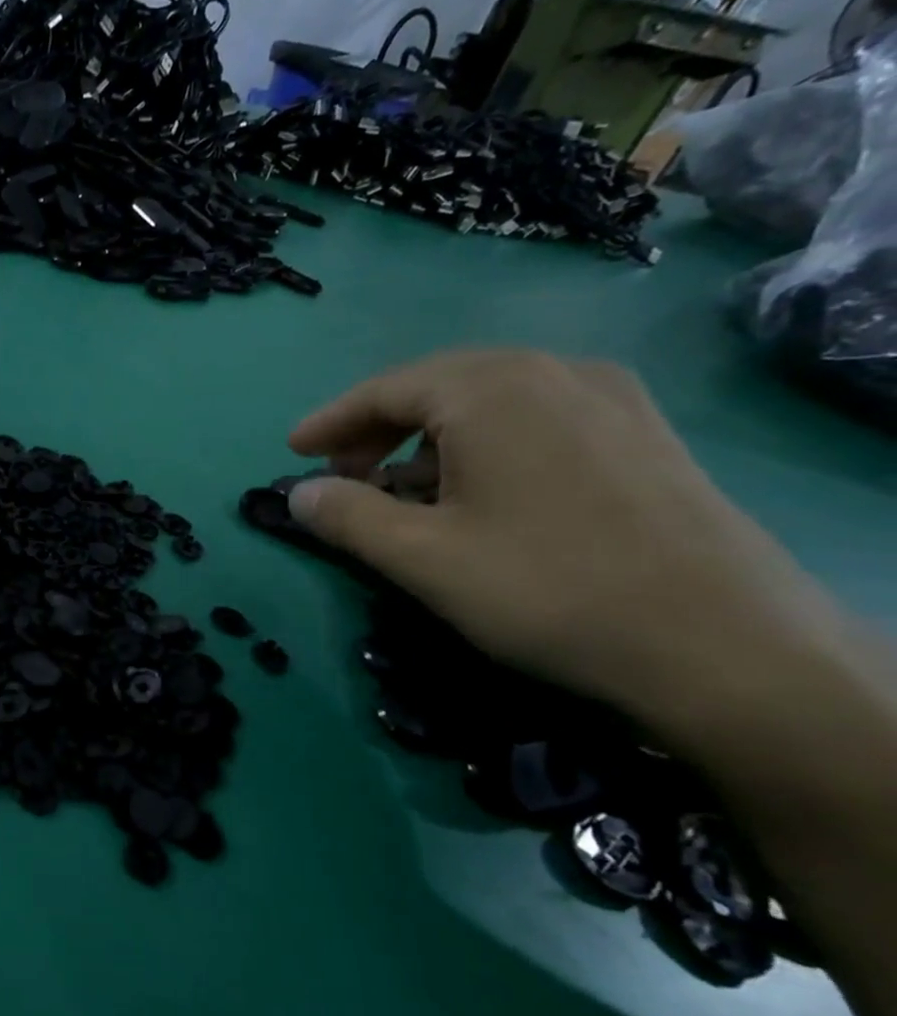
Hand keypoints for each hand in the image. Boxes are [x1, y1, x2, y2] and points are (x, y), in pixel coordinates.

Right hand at [284, 350, 848, 722]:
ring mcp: (609, 399)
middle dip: (377, 428)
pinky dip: (483, 444)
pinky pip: (536, 419)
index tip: (292, 451)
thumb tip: (298, 493)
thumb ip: (347, 517)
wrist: (723, 643)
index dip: (331, 421)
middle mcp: (553, 373)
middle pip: (438, 385)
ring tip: (400, 491)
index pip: (386, 389)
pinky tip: (474, 493)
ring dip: (429, 438)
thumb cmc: (545, 588)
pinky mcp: (642, 434)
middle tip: (341, 475)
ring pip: (489, 402)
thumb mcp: (420, 557)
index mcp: (491, 390)